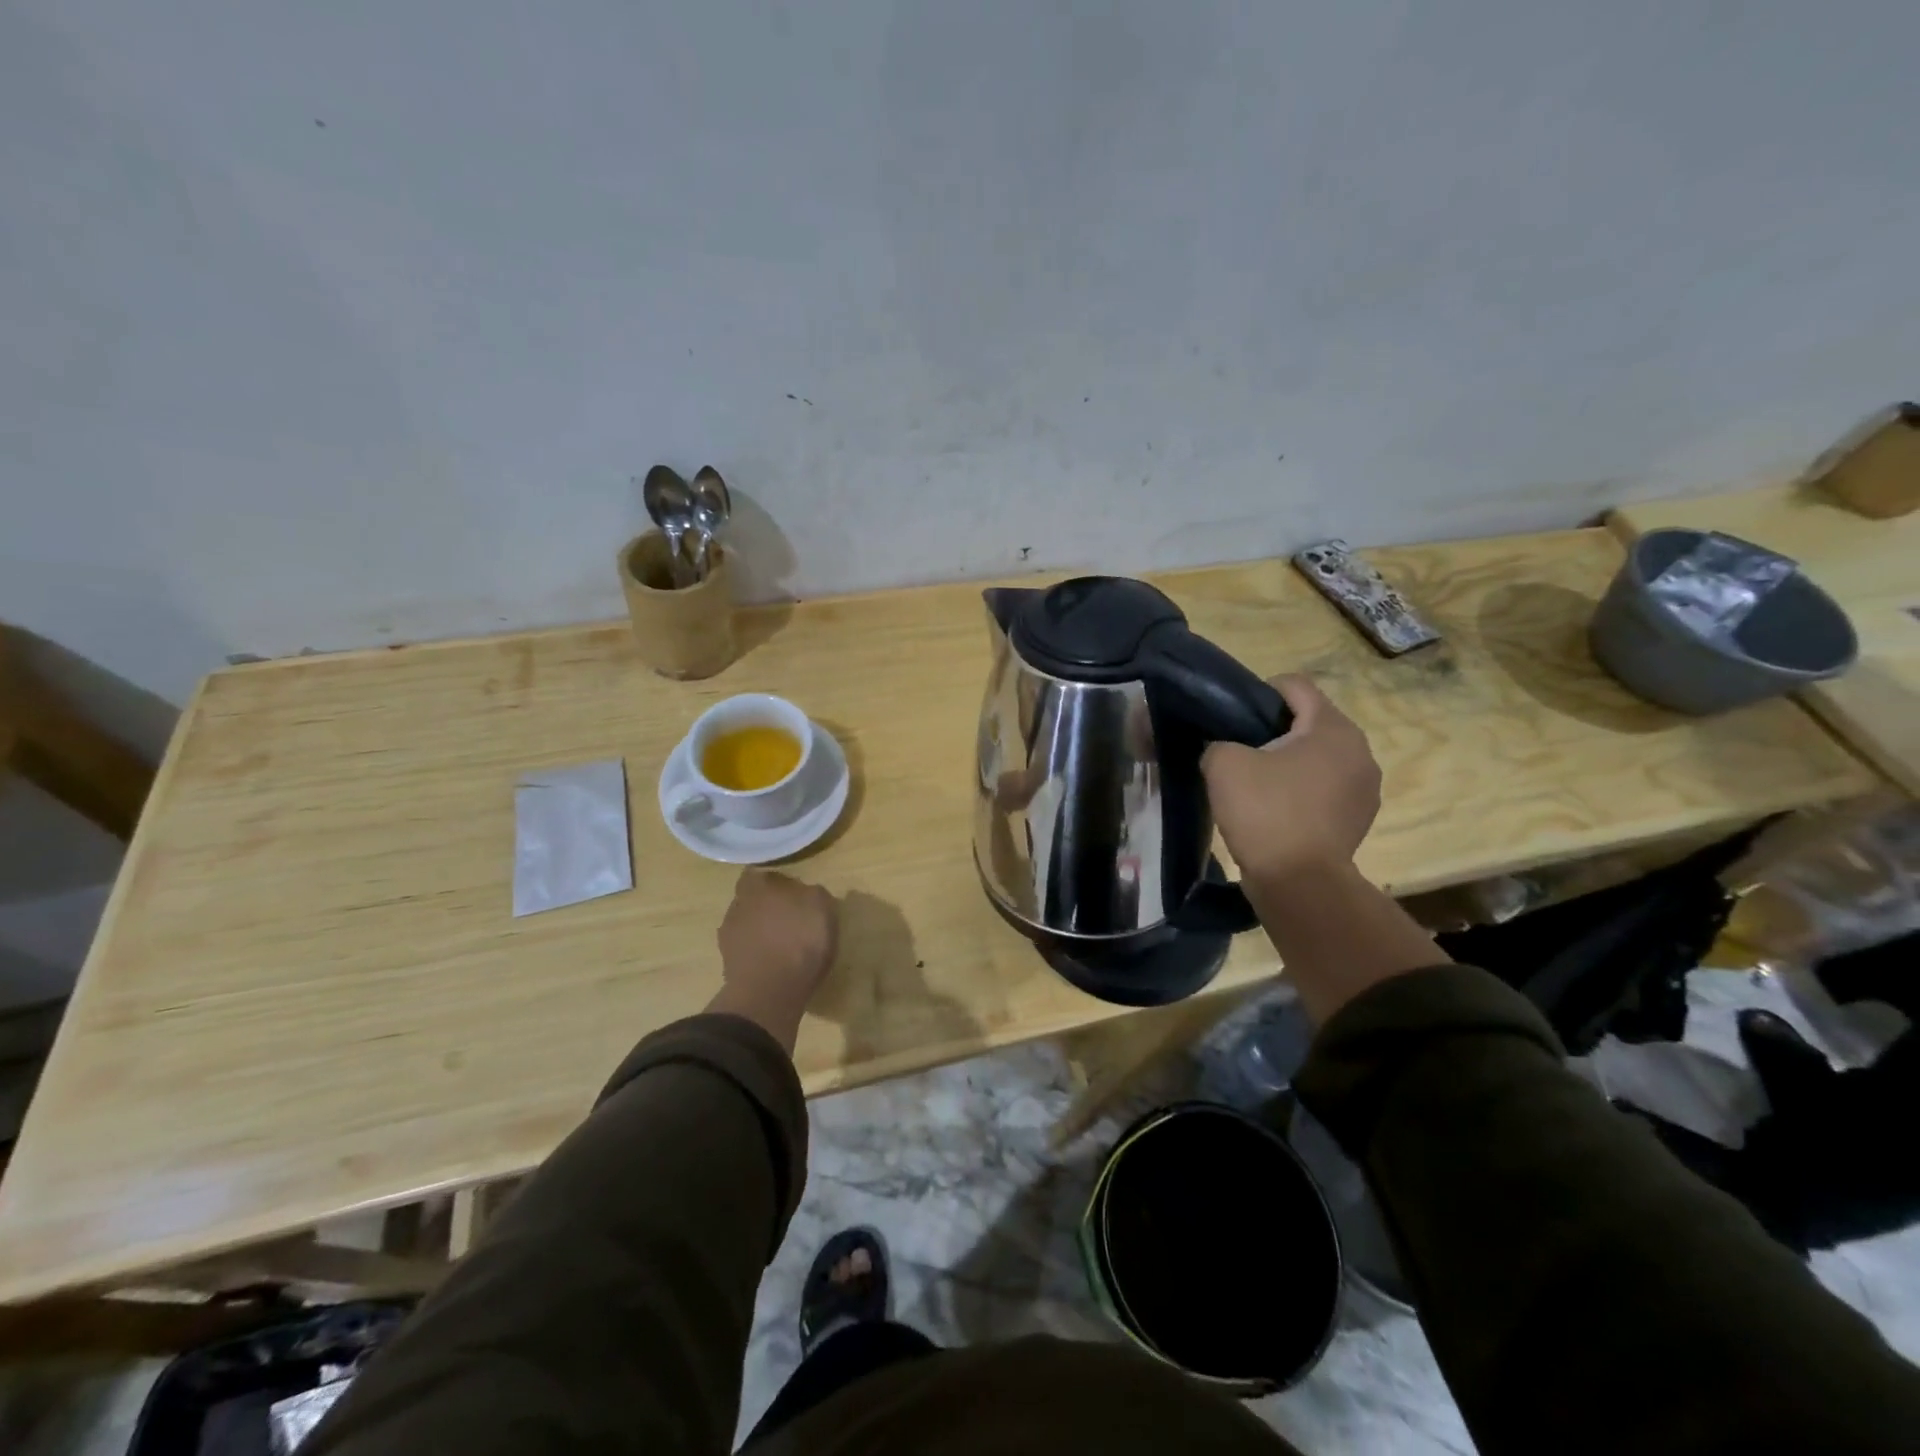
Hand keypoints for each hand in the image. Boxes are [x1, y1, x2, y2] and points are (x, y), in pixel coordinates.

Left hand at [709, 870, 838, 1050]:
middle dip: (768, 907)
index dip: (777, 882)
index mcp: (757, 885)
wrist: (771, 991)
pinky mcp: (727, 965)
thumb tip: (807, 894)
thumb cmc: (800, 940)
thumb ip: (813, 893)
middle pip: (752, 900)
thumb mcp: (822, 907)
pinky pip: (746, 952)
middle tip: (791, 919)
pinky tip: (775, 964)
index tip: (794, 893)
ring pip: (747, 926)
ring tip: (784, 946)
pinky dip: (758, 955)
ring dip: (761, 932)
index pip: (761, 874)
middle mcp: (737, 905)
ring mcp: (728, 937)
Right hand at [1201, 675, 1381, 882]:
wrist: (1299, 883)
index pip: (1295, 685)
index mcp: (1332, 727)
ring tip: (1258, 783)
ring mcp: (1366, 787)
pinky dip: (1303, 790)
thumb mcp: (1223, 764)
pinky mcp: (1361, 818)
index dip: (1260, 691)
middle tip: (1241, 749)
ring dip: (1292, 762)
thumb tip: (1224, 749)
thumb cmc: (1265, 812)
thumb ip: (1219, 742)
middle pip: (1311, 721)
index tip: (1234, 714)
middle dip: (1276, 729)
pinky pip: (1327, 788)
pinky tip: (1277, 810)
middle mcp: (1359, 750)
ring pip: (1320, 757)